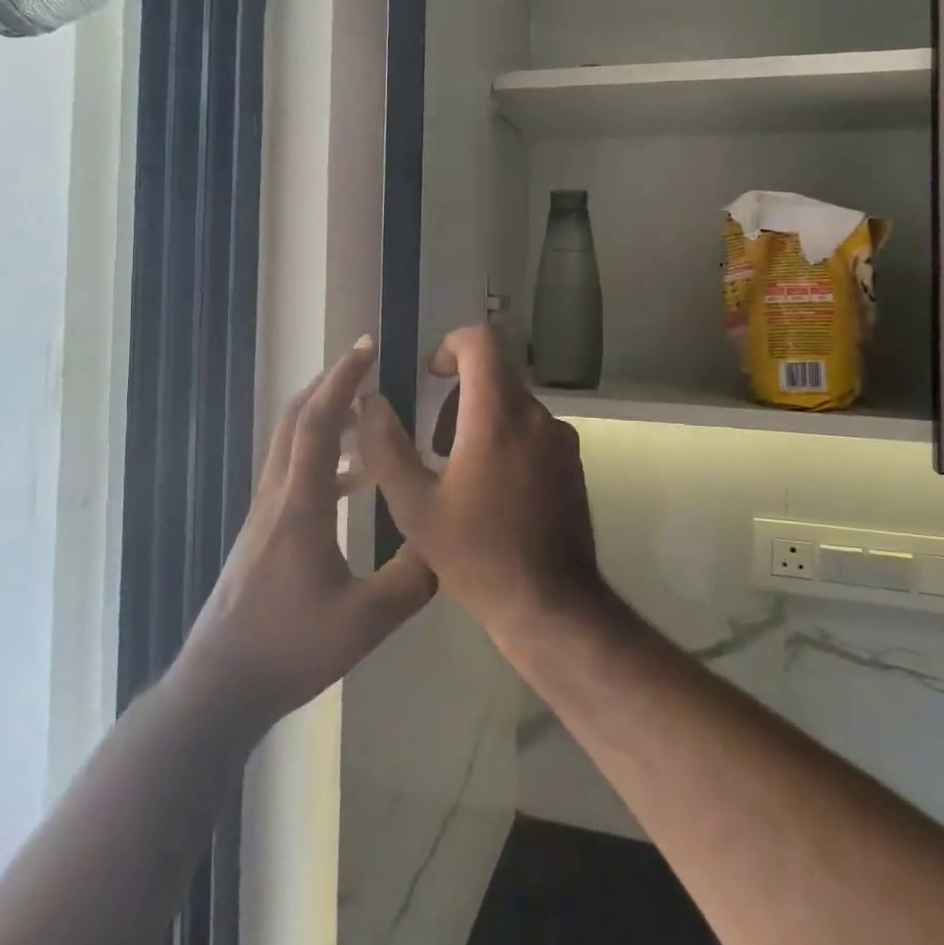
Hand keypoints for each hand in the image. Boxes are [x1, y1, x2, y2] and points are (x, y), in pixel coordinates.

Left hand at [182, 337, 436, 729]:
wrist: (220, 687)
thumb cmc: (289, 649)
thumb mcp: (365, 621)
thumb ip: (411, 579)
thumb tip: (445, 543)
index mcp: (300, 505)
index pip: (318, 423)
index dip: (342, 380)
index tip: (366, 348)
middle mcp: (277, 496)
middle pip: (296, 419)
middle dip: (330, 385)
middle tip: (368, 369)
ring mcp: (265, 513)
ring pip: (291, 443)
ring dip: (326, 418)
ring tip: (369, 418)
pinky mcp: (263, 532)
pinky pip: (294, 472)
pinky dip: (324, 456)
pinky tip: (354, 480)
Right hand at [357, 325, 605, 645]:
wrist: (550, 604)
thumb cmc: (477, 555)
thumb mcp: (415, 507)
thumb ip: (386, 447)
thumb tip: (371, 403)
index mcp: (497, 416)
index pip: (482, 340)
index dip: (451, 346)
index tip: (432, 378)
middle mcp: (535, 415)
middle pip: (495, 372)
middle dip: (460, 394)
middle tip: (436, 444)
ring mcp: (560, 438)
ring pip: (513, 402)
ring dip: (481, 419)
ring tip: (459, 473)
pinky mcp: (572, 461)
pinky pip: (533, 428)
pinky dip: (507, 438)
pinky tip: (492, 490)